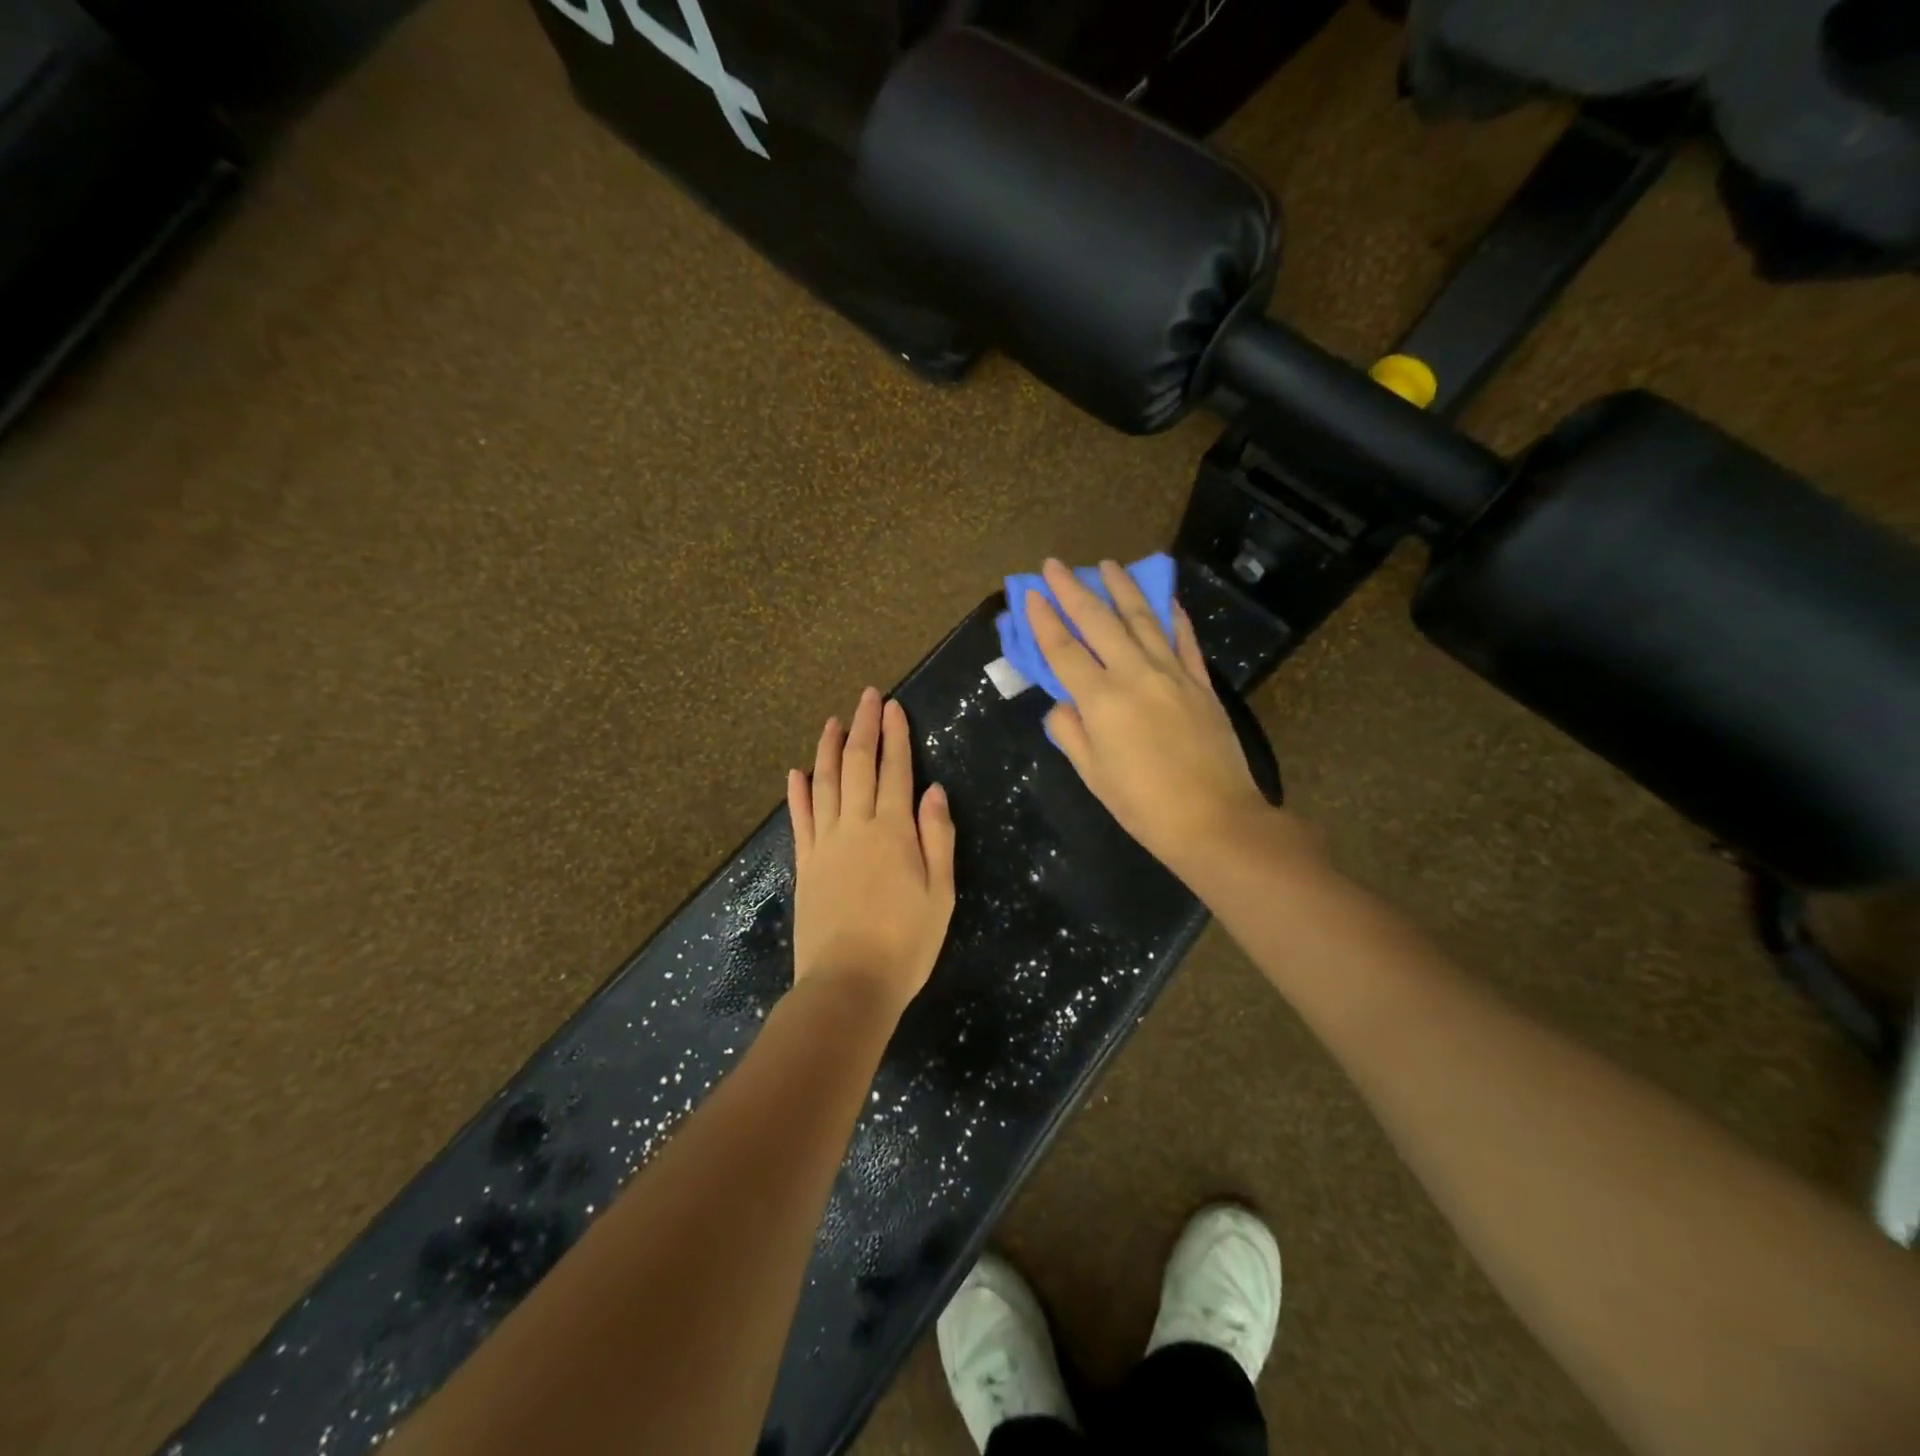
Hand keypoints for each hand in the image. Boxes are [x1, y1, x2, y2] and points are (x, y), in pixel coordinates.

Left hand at [787, 688, 956, 1013]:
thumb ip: (937, 837)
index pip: (895, 770)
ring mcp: (824, 844)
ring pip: (824, 783)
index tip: (893, 706)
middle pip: (857, 765)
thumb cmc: (906, 943)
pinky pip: (800, 819)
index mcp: (893, 830)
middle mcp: (855, 826)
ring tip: (831, 721)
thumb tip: (934, 789)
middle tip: (866, 696)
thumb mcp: (941, 893)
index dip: (895, 736)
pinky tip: (796, 773)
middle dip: (863, 728)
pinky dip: (798, 793)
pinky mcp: (804, 865)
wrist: (848, 984)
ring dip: (827, 749)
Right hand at [1025, 558, 1285, 878]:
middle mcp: (1135, 675)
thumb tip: (1064, 705)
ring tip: (1108, 564)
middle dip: (1073, 590)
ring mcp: (1173, 674)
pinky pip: (1184, 640)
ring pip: (1143, 619)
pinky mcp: (1201, 683)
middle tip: (1055, 565)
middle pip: (1099, 622)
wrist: (1214, 819)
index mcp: (1101, 700)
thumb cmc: (1143, 804)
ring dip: (1122, 588)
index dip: (1044, 620)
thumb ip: (1071, 733)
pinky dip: (1173, 616)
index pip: (1064, 650)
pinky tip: (1165, 598)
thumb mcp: (1093, 775)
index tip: (1031, 593)